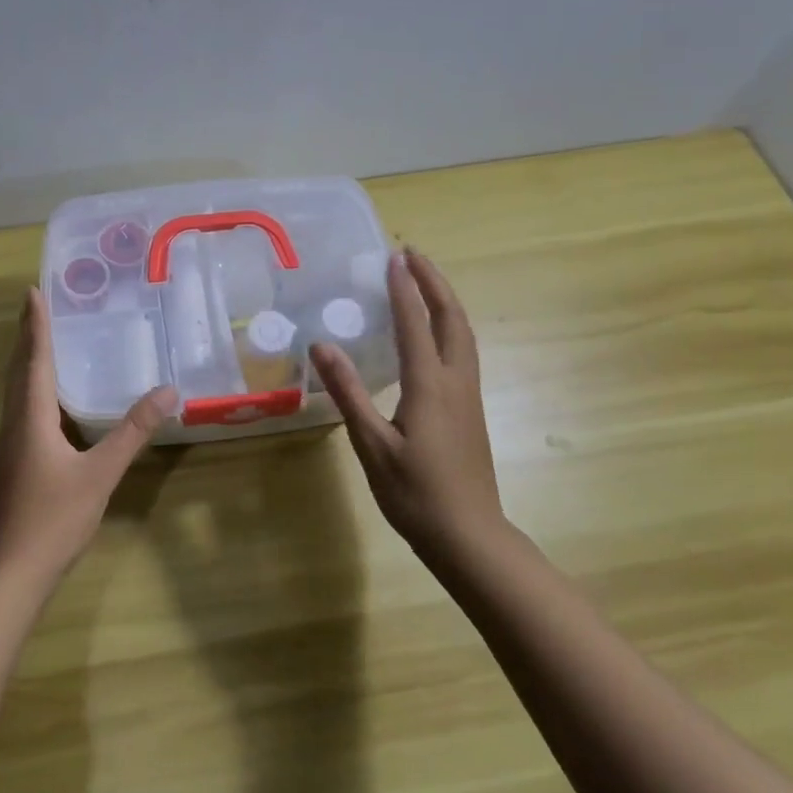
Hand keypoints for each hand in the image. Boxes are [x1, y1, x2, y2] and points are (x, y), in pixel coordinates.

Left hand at [0, 287, 177, 582]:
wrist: (12, 570)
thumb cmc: (54, 517)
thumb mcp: (100, 473)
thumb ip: (132, 432)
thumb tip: (167, 391)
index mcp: (31, 417)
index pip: (34, 359)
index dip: (36, 324)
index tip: (33, 291)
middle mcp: (16, 423)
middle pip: (19, 369)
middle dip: (28, 335)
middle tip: (38, 305)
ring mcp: (11, 444)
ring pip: (16, 390)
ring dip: (27, 360)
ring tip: (42, 339)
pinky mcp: (14, 461)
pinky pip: (22, 408)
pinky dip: (32, 386)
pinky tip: (49, 398)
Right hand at [310, 249, 504, 565]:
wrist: (470, 536)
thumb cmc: (415, 493)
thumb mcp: (371, 444)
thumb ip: (348, 392)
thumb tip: (322, 344)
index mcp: (430, 385)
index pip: (416, 323)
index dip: (404, 288)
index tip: (393, 257)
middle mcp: (455, 381)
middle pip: (452, 319)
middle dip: (434, 283)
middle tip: (413, 256)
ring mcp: (468, 396)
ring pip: (462, 334)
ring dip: (445, 301)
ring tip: (424, 282)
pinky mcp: (470, 410)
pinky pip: (461, 351)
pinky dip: (448, 326)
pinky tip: (433, 334)